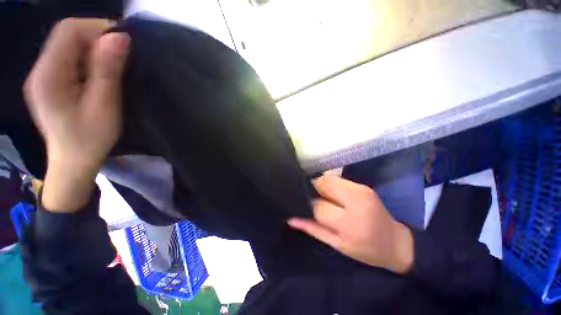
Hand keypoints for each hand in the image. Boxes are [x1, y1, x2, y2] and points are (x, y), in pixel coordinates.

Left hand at [24, 18, 129, 210]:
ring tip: (112, 66)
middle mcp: (39, 69)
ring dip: (93, 48)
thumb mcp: (104, 105)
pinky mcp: (49, 81)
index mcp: (48, 76)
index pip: (68, 31)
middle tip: (121, 56)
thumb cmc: (91, 139)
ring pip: (68, 45)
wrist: (73, 161)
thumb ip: (107, 70)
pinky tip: (98, 72)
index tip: (123, 41)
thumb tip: (119, 37)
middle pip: (66, 35)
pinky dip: (86, 57)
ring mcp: (42, 75)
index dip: (96, 28)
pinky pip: (67, 57)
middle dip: (96, 37)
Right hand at [288, 175, 413, 273]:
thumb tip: (291, 218)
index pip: (319, 205)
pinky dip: (329, 185)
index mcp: (350, 222)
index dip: (308, 204)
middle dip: (312, 189)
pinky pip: (338, 179)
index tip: (302, 205)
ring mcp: (361, 189)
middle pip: (323, 184)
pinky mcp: (363, 185)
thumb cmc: (366, 250)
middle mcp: (356, 200)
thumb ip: (312, 229)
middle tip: (310, 198)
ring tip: (320, 196)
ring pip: (329, 178)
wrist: (395, 243)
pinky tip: (330, 194)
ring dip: (320, 186)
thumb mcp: (336, 244)